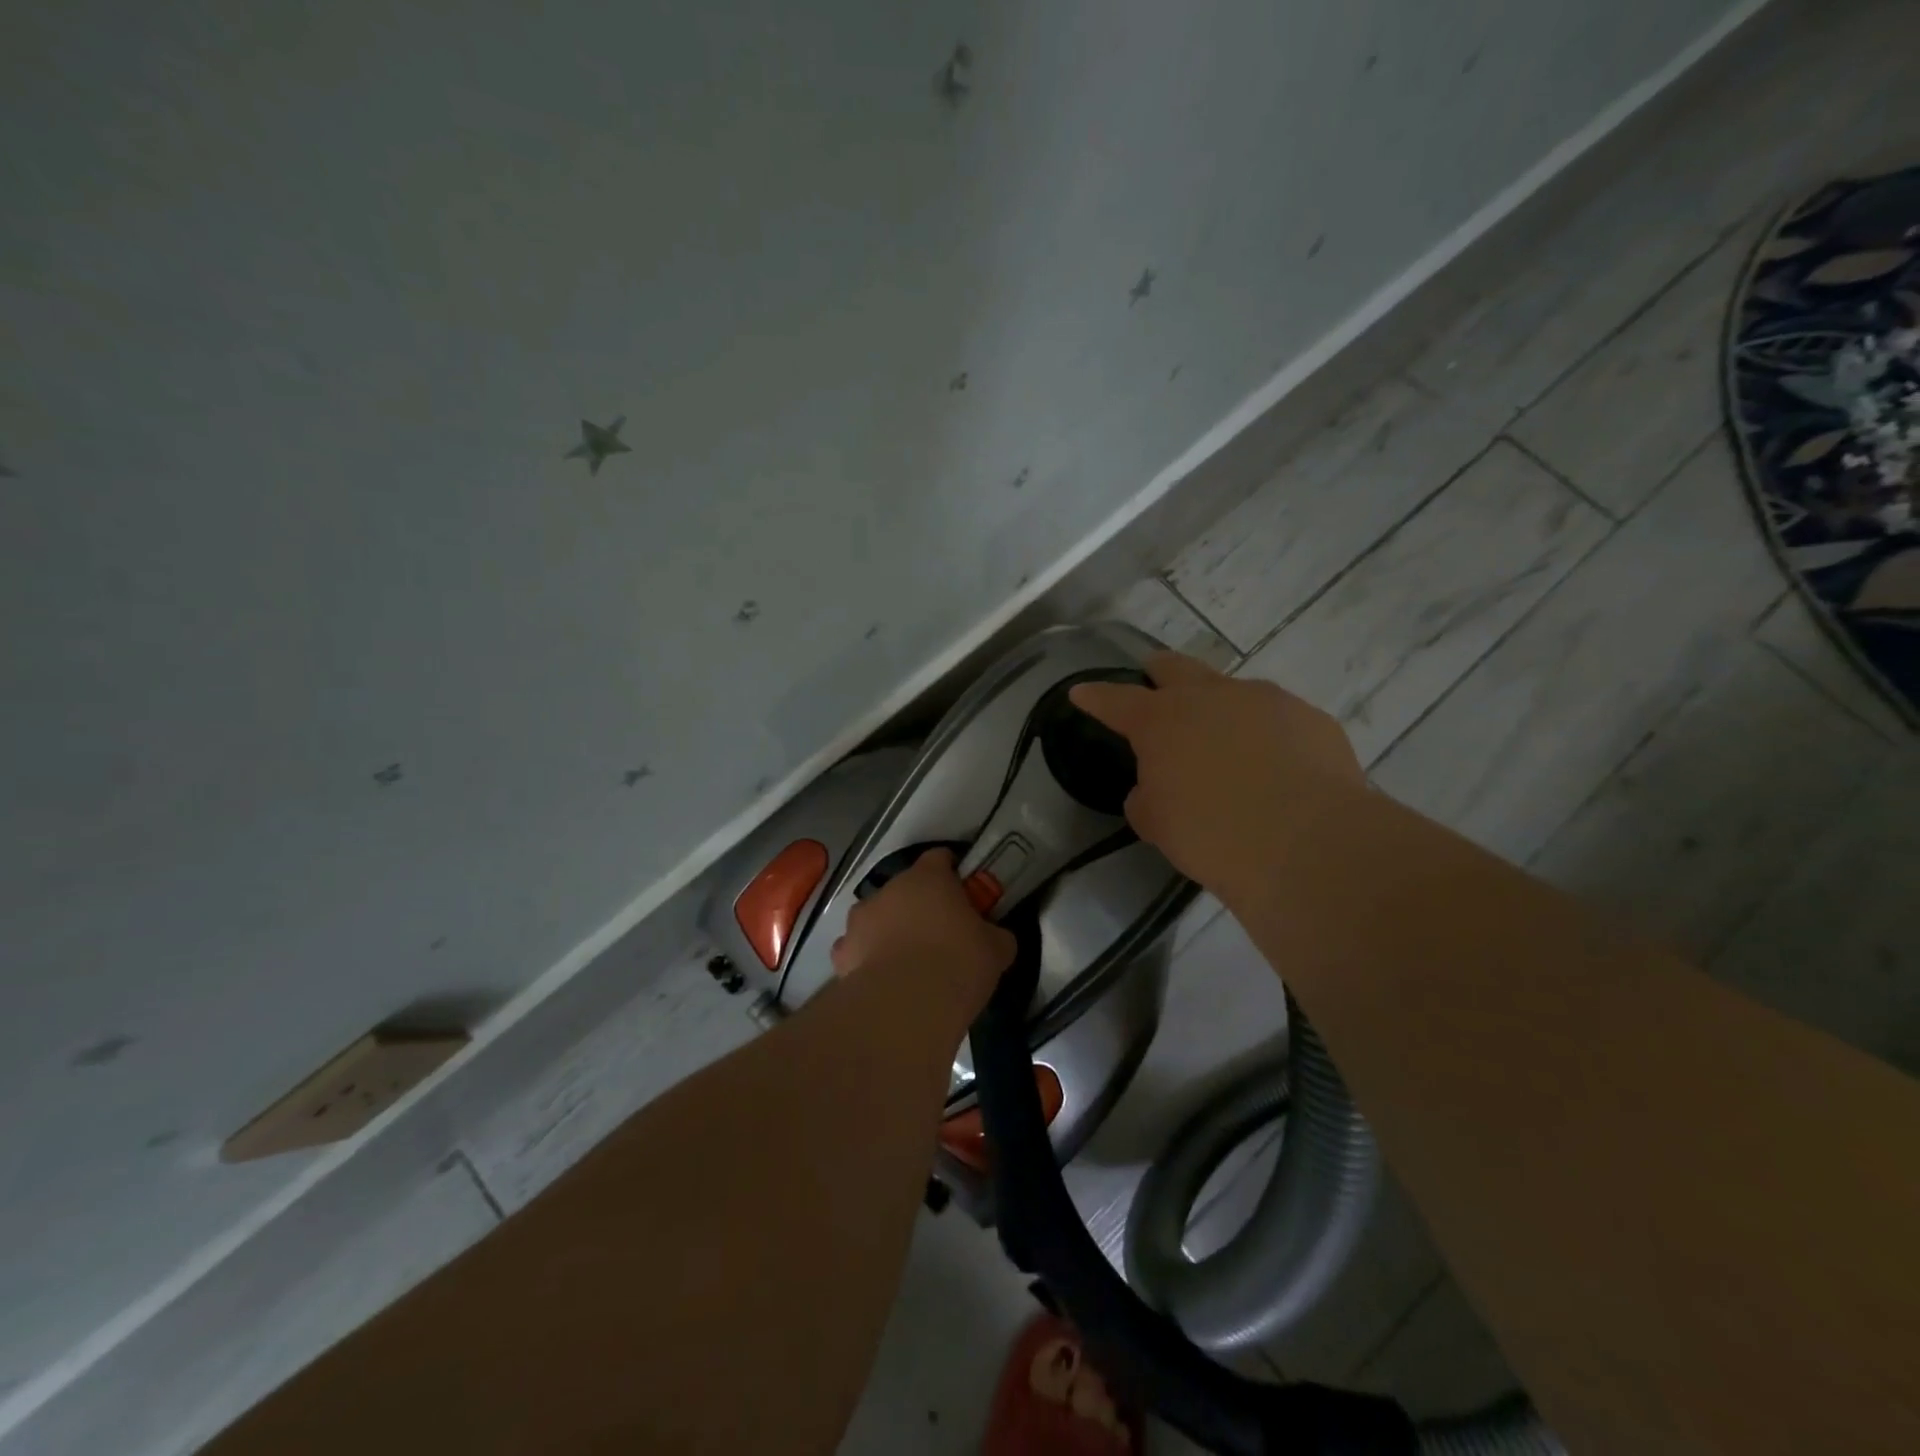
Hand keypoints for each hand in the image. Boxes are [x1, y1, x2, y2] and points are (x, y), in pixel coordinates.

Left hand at [831, 848, 1016, 1020]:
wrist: (906, 1005)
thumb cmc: (958, 964)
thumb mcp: (997, 950)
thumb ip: (996, 935)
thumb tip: (996, 937)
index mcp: (928, 878)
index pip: (939, 857)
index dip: (952, 872)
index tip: (964, 893)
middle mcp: (890, 889)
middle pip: (906, 888)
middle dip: (920, 905)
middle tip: (942, 934)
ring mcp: (860, 919)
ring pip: (878, 917)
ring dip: (891, 930)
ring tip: (909, 963)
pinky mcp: (841, 952)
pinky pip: (857, 948)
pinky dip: (867, 959)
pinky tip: (883, 981)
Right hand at [1069, 652, 1363, 903]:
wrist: (1309, 845)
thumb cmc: (1213, 836)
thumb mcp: (1157, 824)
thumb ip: (1146, 798)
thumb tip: (1154, 789)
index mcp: (1162, 720)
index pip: (1116, 700)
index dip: (1095, 696)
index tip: (1081, 692)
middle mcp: (1211, 697)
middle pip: (1175, 668)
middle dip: (1158, 672)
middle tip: (1154, 683)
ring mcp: (1266, 701)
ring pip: (1232, 691)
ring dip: (1219, 709)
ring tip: (1226, 744)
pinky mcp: (1311, 719)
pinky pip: (1277, 719)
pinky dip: (1266, 735)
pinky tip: (1276, 768)